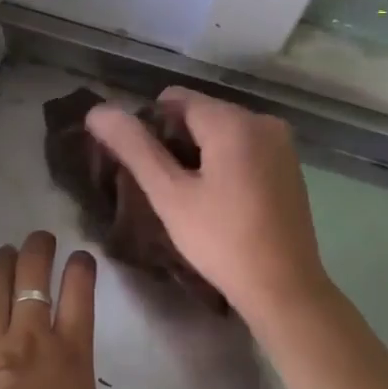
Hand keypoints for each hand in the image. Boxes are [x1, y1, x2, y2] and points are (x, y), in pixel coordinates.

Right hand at [85, 87, 330, 322]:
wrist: (284, 289)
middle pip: (200, 113)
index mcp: (233, 120)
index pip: (174, 99)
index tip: (145, 168)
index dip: (149, 127)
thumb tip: (98, 111)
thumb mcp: (169, 195)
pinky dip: (224, 162)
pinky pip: (244, 147)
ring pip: (221, 131)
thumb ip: (133, 148)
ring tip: (189, 197)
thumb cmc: (221, 241)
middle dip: (175, 141)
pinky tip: (219, 200)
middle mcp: (262, 120)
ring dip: (198, 153)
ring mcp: (281, 143)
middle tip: (164, 188)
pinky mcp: (289, 165)